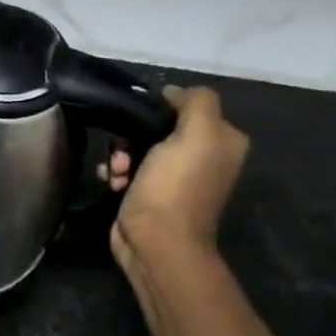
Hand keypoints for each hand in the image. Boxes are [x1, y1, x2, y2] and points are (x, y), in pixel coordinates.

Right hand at [102, 85, 249, 263]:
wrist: (155, 242)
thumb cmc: (175, 186)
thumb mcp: (197, 133)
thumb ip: (195, 101)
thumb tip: (173, 93)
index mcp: (223, 140)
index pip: (188, 105)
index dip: (161, 108)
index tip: (141, 120)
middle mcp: (204, 157)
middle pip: (160, 127)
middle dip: (134, 136)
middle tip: (123, 152)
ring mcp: (176, 178)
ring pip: (139, 148)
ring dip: (121, 156)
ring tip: (116, 172)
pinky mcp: (151, 194)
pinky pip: (129, 169)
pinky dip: (116, 173)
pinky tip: (112, 182)